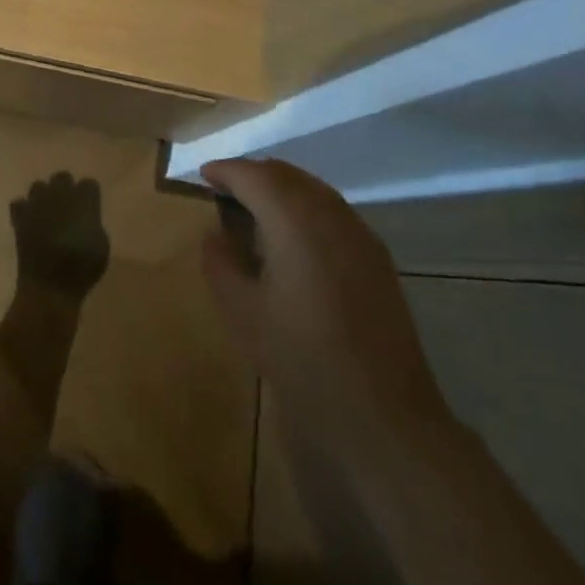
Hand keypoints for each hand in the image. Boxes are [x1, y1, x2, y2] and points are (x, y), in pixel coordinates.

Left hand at [10, 172, 110, 295]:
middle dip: (65, 188)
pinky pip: (19, 203)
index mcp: (83, 202)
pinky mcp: (20, 217)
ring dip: (43, 196)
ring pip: (38, 186)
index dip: (89, 195)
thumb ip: (94, 223)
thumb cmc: (82, 269)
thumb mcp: (101, 247)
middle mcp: (59, 196)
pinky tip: (29, 221)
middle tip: (67, 207)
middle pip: (62, 177)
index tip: (89, 207)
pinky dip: (24, 210)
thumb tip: (86, 216)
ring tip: (46, 212)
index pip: (88, 183)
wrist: (50, 286)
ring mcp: (37, 204)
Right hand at [201, 158, 452, 442]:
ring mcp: (358, 232)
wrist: (382, 413)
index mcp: (293, 218)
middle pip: (285, 174)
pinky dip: (305, 208)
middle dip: (253, 174)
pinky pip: (333, 212)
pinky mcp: (376, 256)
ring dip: (281, 189)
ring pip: (312, 189)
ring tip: (254, 210)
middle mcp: (328, 212)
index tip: (203, 175)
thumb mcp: (244, 312)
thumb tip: (215, 234)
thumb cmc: (302, 358)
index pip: (253, 175)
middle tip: (225, 188)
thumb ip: (221, 263)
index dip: (226, 170)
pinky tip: (293, 238)